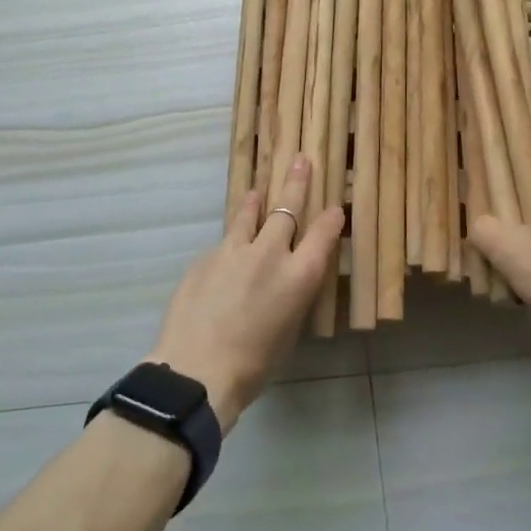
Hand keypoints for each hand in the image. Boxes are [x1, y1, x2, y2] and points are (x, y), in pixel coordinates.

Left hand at [146, 154, 343, 433]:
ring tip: (257, 191)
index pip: (323, 234)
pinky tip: (223, 259)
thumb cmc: (253, 366)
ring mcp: (233, 251)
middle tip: (299, 160)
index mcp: (299, 276)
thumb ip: (290, 298)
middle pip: (286, 208)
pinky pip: (222, 244)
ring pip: (248, 215)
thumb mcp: (288, 332)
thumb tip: (284, 284)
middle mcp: (270, 253)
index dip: (331, 220)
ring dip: (255, 202)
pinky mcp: (205, 257)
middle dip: (296, 183)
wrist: (196, 370)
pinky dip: (229, 246)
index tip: (334, 209)